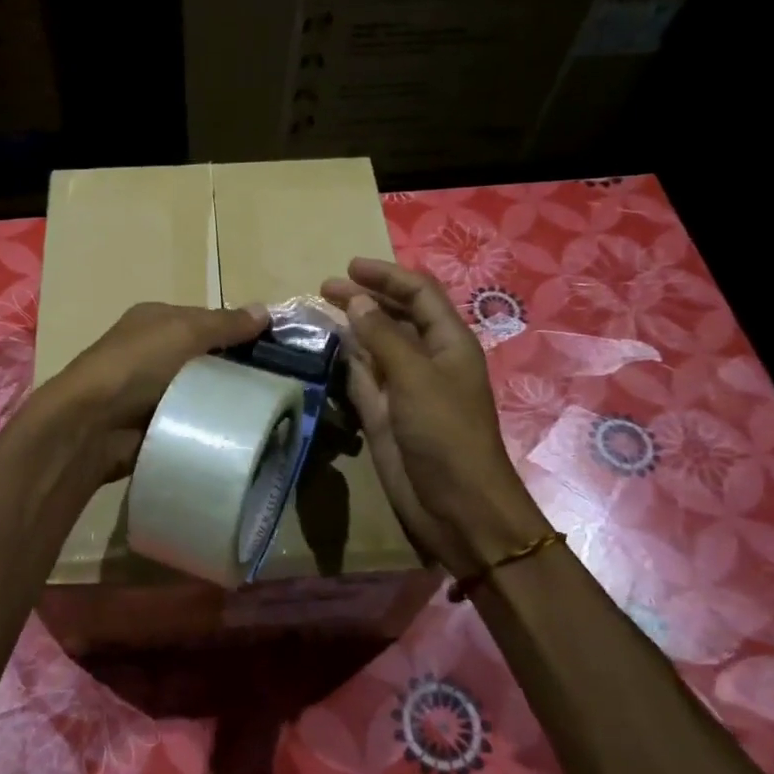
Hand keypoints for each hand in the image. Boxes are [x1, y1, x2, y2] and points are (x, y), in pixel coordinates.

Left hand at [40, 301, 270, 479]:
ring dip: (226, 401)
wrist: (91, 425)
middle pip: (207, 357)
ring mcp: (152, 391)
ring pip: (202, 391)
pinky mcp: (155, 424)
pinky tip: (238, 433)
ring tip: (268, 412)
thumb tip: (265, 310)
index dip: (239, 331)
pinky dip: (210, 425)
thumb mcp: (184, 331)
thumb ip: (225, 323)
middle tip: (279, 385)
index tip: (277, 350)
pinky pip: (193, 421)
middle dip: (238, 369)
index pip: (207, 320)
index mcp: (156, 320)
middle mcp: (153, 352)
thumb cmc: (136, 365)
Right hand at [321, 258, 546, 574]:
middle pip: (395, 316)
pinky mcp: (384, 414)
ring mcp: (404, 388)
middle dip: (364, 298)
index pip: (419, 293)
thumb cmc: (445, 434)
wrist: (455, 506)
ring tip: (318, 313)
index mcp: (448, 342)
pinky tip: (325, 351)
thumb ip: (383, 337)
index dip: (387, 276)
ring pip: (375, 346)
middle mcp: (427, 359)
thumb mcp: (415, 377)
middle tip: (324, 289)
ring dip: (352, 328)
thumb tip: (356, 301)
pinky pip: (362, 378)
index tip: (348, 267)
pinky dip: (345, 362)